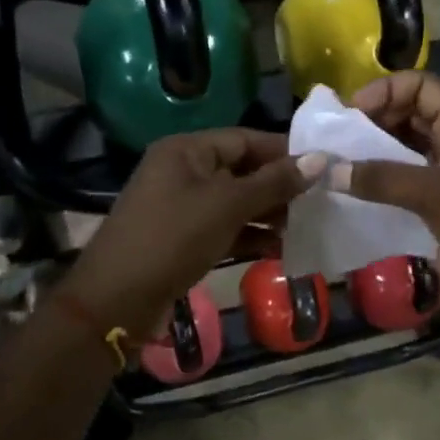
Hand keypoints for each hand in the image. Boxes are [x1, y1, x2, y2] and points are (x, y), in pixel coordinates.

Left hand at [62, 129, 317, 339]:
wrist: (116, 300)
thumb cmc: (173, 238)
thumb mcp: (227, 205)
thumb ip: (274, 183)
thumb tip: (320, 159)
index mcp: (186, 150)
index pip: (245, 139)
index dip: (284, 151)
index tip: (323, 166)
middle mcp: (182, 171)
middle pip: (241, 170)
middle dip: (279, 186)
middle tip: (320, 200)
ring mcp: (181, 206)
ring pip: (235, 202)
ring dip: (268, 214)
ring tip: (306, 225)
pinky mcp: (182, 238)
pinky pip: (224, 228)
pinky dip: (250, 236)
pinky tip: (280, 249)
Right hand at [335, 71, 439, 306]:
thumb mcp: (437, 194)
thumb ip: (384, 180)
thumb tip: (331, 170)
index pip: (423, 87)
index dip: (389, 89)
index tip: (354, 111)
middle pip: (408, 116)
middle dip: (373, 120)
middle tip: (337, 139)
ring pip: (400, 152)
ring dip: (370, 154)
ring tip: (336, 164)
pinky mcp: (433, 211)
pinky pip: (397, 187)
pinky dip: (374, 186)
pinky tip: (349, 195)